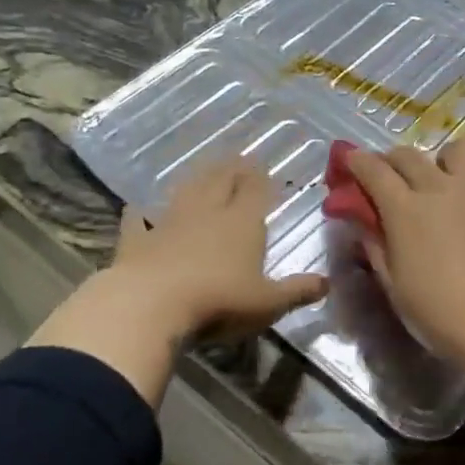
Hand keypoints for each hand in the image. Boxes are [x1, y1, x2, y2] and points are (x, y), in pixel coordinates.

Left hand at [110, 156, 327, 337]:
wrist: (150, 305)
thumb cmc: (219, 302)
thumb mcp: (267, 303)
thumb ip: (297, 291)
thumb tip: (328, 283)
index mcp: (242, 222)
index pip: (255, 190)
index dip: (260, 178)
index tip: (262, 166)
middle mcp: (207, 213)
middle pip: (221, 182)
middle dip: (232, 169)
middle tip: (237, 158)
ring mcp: (169, 223)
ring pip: (185, 192)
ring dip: (196, 180)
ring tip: (203, 171)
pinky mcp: (137, 241)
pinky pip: (139, 221)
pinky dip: (140, 213)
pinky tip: (136, 208)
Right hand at [346, 140, 464, 375]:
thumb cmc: (447, 318)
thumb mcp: (398, 291)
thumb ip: (377, 251)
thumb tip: (363, 225)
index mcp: (405, 211)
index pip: (373, 171)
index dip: (358, 162)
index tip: (351, 160)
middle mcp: (440, 186)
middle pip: (409, 155)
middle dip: (394, 161)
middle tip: (396, 178)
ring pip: (457, 149)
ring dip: (446, 161)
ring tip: (452, 181)